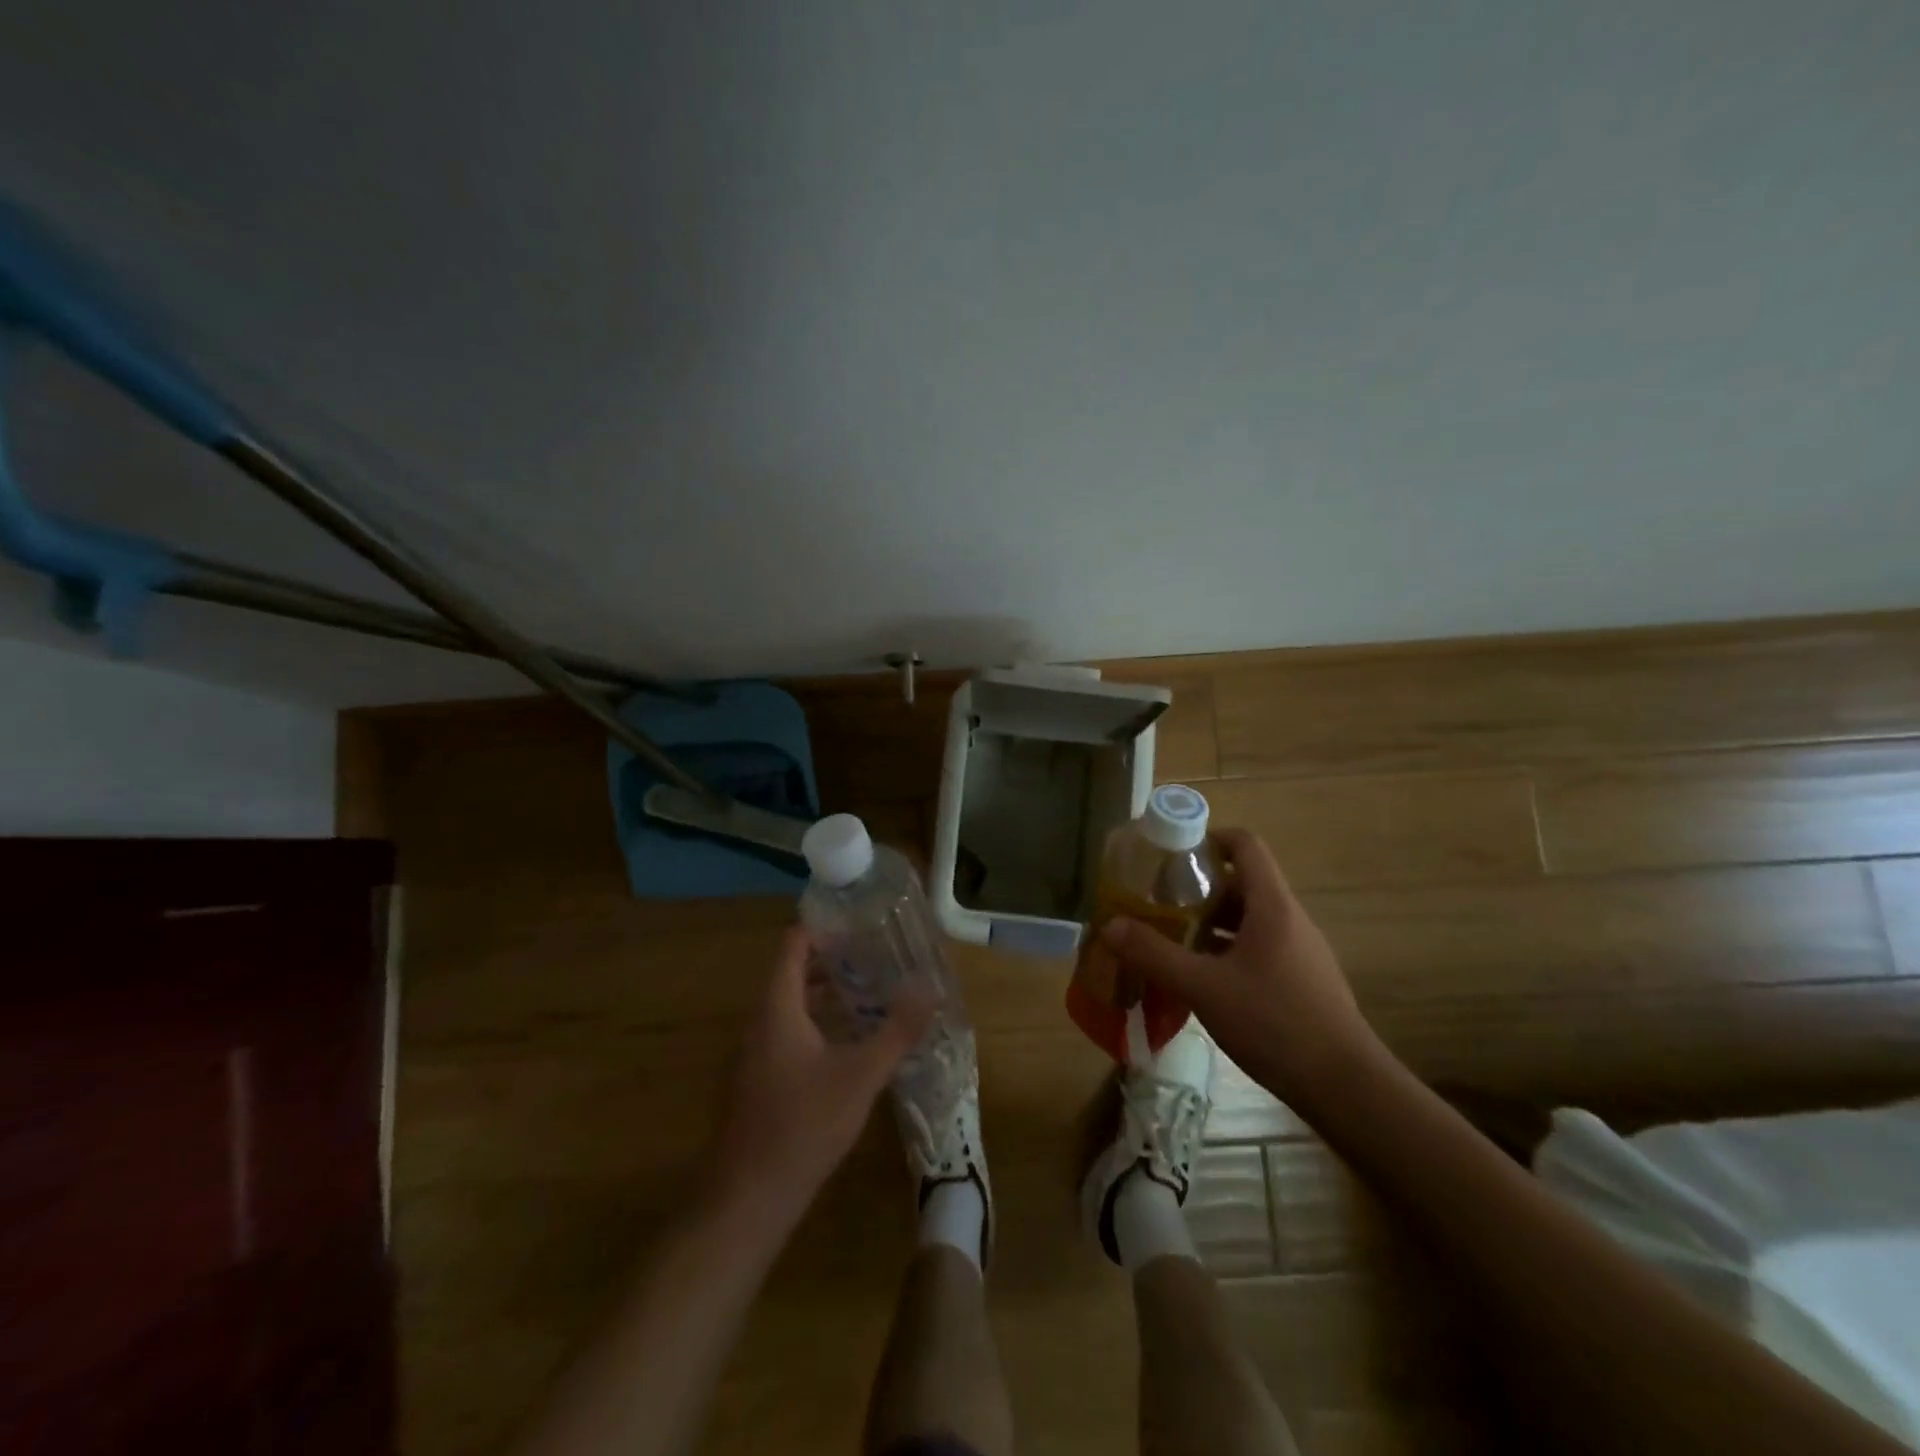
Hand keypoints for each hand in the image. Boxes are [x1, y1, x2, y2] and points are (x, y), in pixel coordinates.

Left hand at [706, 927, 933, 1226]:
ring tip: (870, 988)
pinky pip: (787, 1032)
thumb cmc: (803, 1125)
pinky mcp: (758, 1080)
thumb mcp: (861, 1075)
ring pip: (791, 1006)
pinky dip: (816, 1021)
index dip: (822, 926)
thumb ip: (897, 1029)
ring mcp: (755, 1053)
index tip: (858, 918)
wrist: (748, 1199)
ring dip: (826, 992)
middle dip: (833, 959)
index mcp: (777, 1008)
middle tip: (875, 951)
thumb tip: (929, 987)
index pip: (793, 945)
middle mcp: (760, 1022)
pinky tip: (848, 1040)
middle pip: (793, 973)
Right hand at [1098, 829, 1377, 1108]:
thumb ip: (1154, 955)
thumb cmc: (1275, 1023)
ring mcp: (1300, 951)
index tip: (1171, 855)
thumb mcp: (1204, 988)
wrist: (1346, 1087)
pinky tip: (1203, 979)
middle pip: (1243, 882)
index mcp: (1272, 905)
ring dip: (1211, 922)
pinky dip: (1227, 950)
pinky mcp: (1302, 980)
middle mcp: (1290, 919)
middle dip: (1198, 888)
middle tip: (1159, 902)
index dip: (1209, 839)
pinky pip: (1259, 947)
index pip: (1245, 845)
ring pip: (1249, 918)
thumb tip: (1109, 926)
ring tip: (1172, 939)